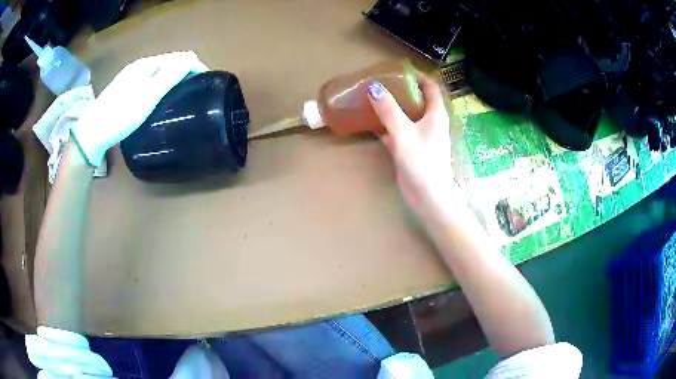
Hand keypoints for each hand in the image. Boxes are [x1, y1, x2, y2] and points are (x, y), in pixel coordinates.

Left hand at [72, 51, 207, 165]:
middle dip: (185, 73)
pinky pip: (150, 80)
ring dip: (173, 79)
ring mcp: (130, 77)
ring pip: (159, 72)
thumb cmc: (121, 115)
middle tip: (194, 93)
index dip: (195, 68)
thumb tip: (192, 57)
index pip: (179, 58)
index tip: (204, 86)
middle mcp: (139, 66)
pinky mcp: (125, 88)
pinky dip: (161, 86)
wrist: (92, 133)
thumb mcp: (148, 96)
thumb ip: (170, 75)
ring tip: (181, 96)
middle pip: (170, 63)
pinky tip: (160, 99)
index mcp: (147, 64)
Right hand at [367, 73, 460, 224]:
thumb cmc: (422, 162)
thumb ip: (389, 110)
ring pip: (406, 115)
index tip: (399, 70)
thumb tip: (373, 87)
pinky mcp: (411, 149)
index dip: (417, 75)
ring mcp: (420, 136)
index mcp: (435, 114)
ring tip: (373, 97)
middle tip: (381, 82)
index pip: (430, 86)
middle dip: (401, 89)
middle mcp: (430, 122)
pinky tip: (371, 121)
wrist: (428, 197)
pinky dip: (386, 125)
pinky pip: (398, 131)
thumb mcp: (404, 132)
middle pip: (417, 99)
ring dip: (392, 106)